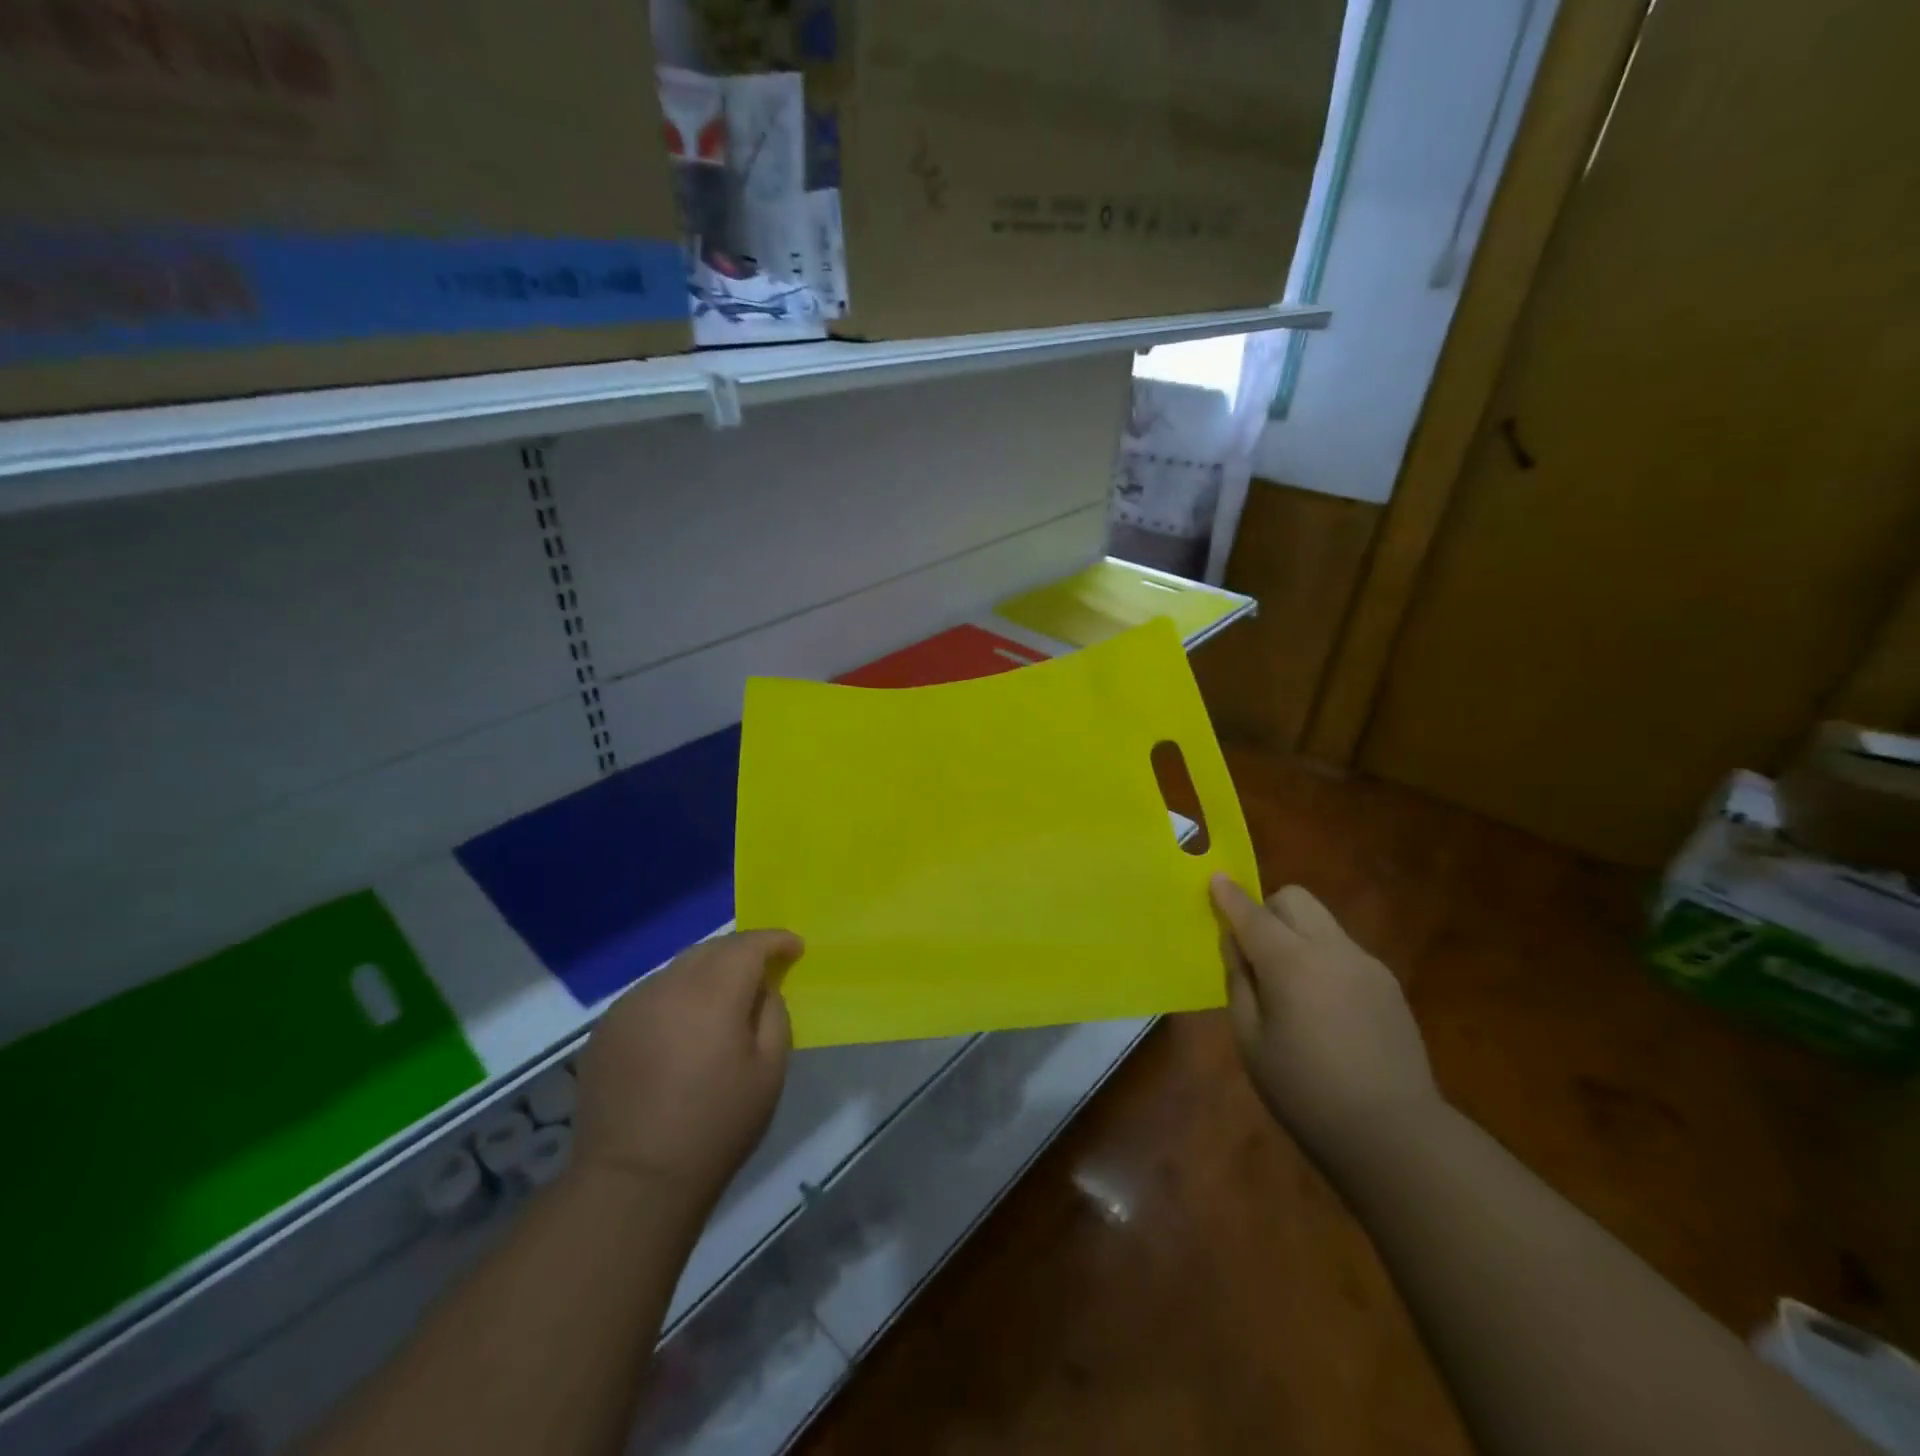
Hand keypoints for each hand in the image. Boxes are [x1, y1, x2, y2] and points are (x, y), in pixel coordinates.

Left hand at [572, 930, 801, 1214]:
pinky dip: (675, 997)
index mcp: (712, 994)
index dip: (775, 940)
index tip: (795, 949)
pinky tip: (681, 1028)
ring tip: (721, 1002)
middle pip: (712, 948)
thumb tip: (762, 989)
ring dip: (706, 974)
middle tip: (763, 971)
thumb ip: (773, 1014)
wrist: (633, 1182)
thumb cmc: (715, 1127)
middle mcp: (667, 986)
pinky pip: (651, 995)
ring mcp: (629, 1006)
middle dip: (742, 952)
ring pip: (678, 969)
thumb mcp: (769, 1071)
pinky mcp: (605, 1029)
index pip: (748, 945)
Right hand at [1211, 876, 1439, 1169]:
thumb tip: (1235, 945)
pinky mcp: (1387, 984)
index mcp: (1291, 963)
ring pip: (1322, 921)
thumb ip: (1239, 983)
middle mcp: (1331, 950)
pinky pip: (1343, 950)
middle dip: (1268, 908)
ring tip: (1290, 983)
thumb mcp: (1250, 1041)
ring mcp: (1365, 964)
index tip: (1214, 878)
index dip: (1229, 895)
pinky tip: (1323, 1006)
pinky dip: (1322, 957)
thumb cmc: (1306, 1092)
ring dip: (1296, 932)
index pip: (1252, 913)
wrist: (1396, 1135)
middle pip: (1295, 899)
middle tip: (1255, 948)